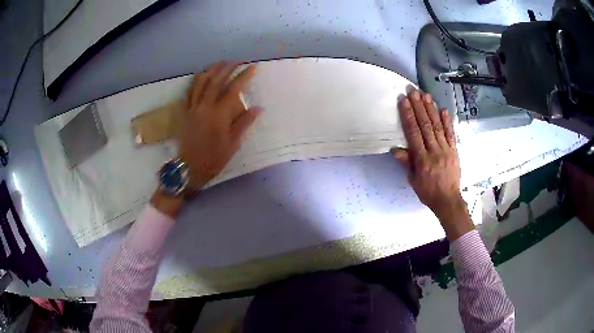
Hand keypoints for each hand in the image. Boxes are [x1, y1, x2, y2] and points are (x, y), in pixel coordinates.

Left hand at [178, 62, 261, 187]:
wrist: (189, 168)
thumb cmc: (214, 158)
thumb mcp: (233, 143)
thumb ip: (244, 123)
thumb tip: (258, 108)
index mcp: (219, 115)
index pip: (234, 89)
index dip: (244, 77)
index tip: (252, 67)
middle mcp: (205, 107)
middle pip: (216, 81)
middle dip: (228, 68)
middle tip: (237, 60)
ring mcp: (192, 108)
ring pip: (201, 83)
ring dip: (211, 70)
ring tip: (219, 63)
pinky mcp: (184, 112)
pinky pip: (188, 93)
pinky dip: (194, 82)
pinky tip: (200, 76)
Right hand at [393, 88, 472, 240]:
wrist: (448, 201)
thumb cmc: (428, 192)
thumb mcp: (413, 181)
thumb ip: (407, 163)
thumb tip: (396, 149)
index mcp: (422, 159)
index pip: (414, 133)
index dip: (408, 116)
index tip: (404, 101)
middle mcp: (434, 151)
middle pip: (426, 126)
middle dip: (419, 107)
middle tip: (414, 91)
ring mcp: (446, 150)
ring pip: (438, 126)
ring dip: (431, 110)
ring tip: (426, 95)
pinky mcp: (454, 151)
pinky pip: (451, 134)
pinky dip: (447, 121)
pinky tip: (443, 109)